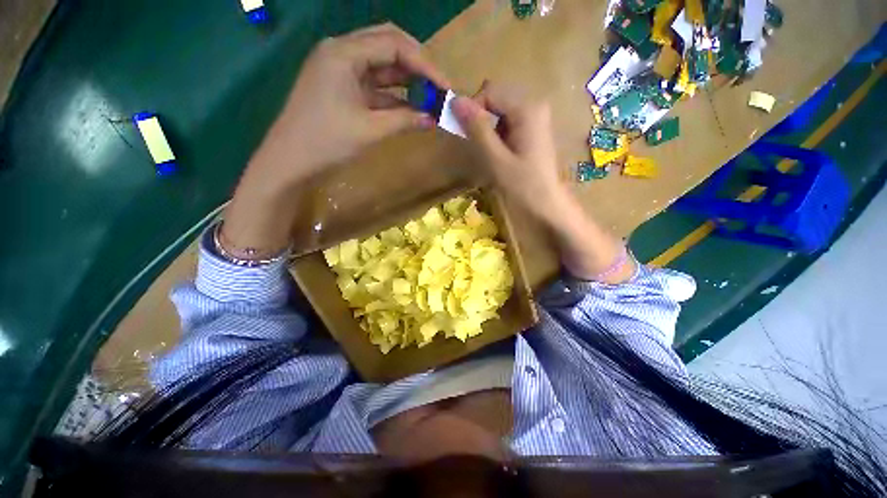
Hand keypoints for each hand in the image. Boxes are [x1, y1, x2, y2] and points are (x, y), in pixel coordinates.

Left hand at [221, 23, 447, 259]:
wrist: (291, 161)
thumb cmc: (327, 142)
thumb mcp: (371, 130)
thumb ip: (405, 120)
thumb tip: (433, 118)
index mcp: (344, 52)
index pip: (394, 44)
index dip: (425, 64)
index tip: (446, 86)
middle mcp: (342, 51)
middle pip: (388, 45)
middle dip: (417, 65)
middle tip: (439, 86)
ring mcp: (340, 69)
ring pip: (382, 65)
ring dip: (407, 80)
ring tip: (430, 97)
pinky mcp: (342, 87)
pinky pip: (374, 85)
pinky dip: (394, 95)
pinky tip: (410, 108)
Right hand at [450, 83, 566, 223]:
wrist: (547, 205)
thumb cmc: (523, 185)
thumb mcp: (496, 158)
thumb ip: (477, 128)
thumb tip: (455, 101)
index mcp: (527, 108)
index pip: (489, 92)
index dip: (472, 109)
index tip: (465, 134)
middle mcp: (534, 105)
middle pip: (496, 100)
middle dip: (480, 120)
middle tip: (478, 147)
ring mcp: (535, 118)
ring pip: (500, 113)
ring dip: (488, 130)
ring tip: (490, 155)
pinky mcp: (533, 130)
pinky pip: (508, 124)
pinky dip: (497, 136)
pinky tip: (500, 155)